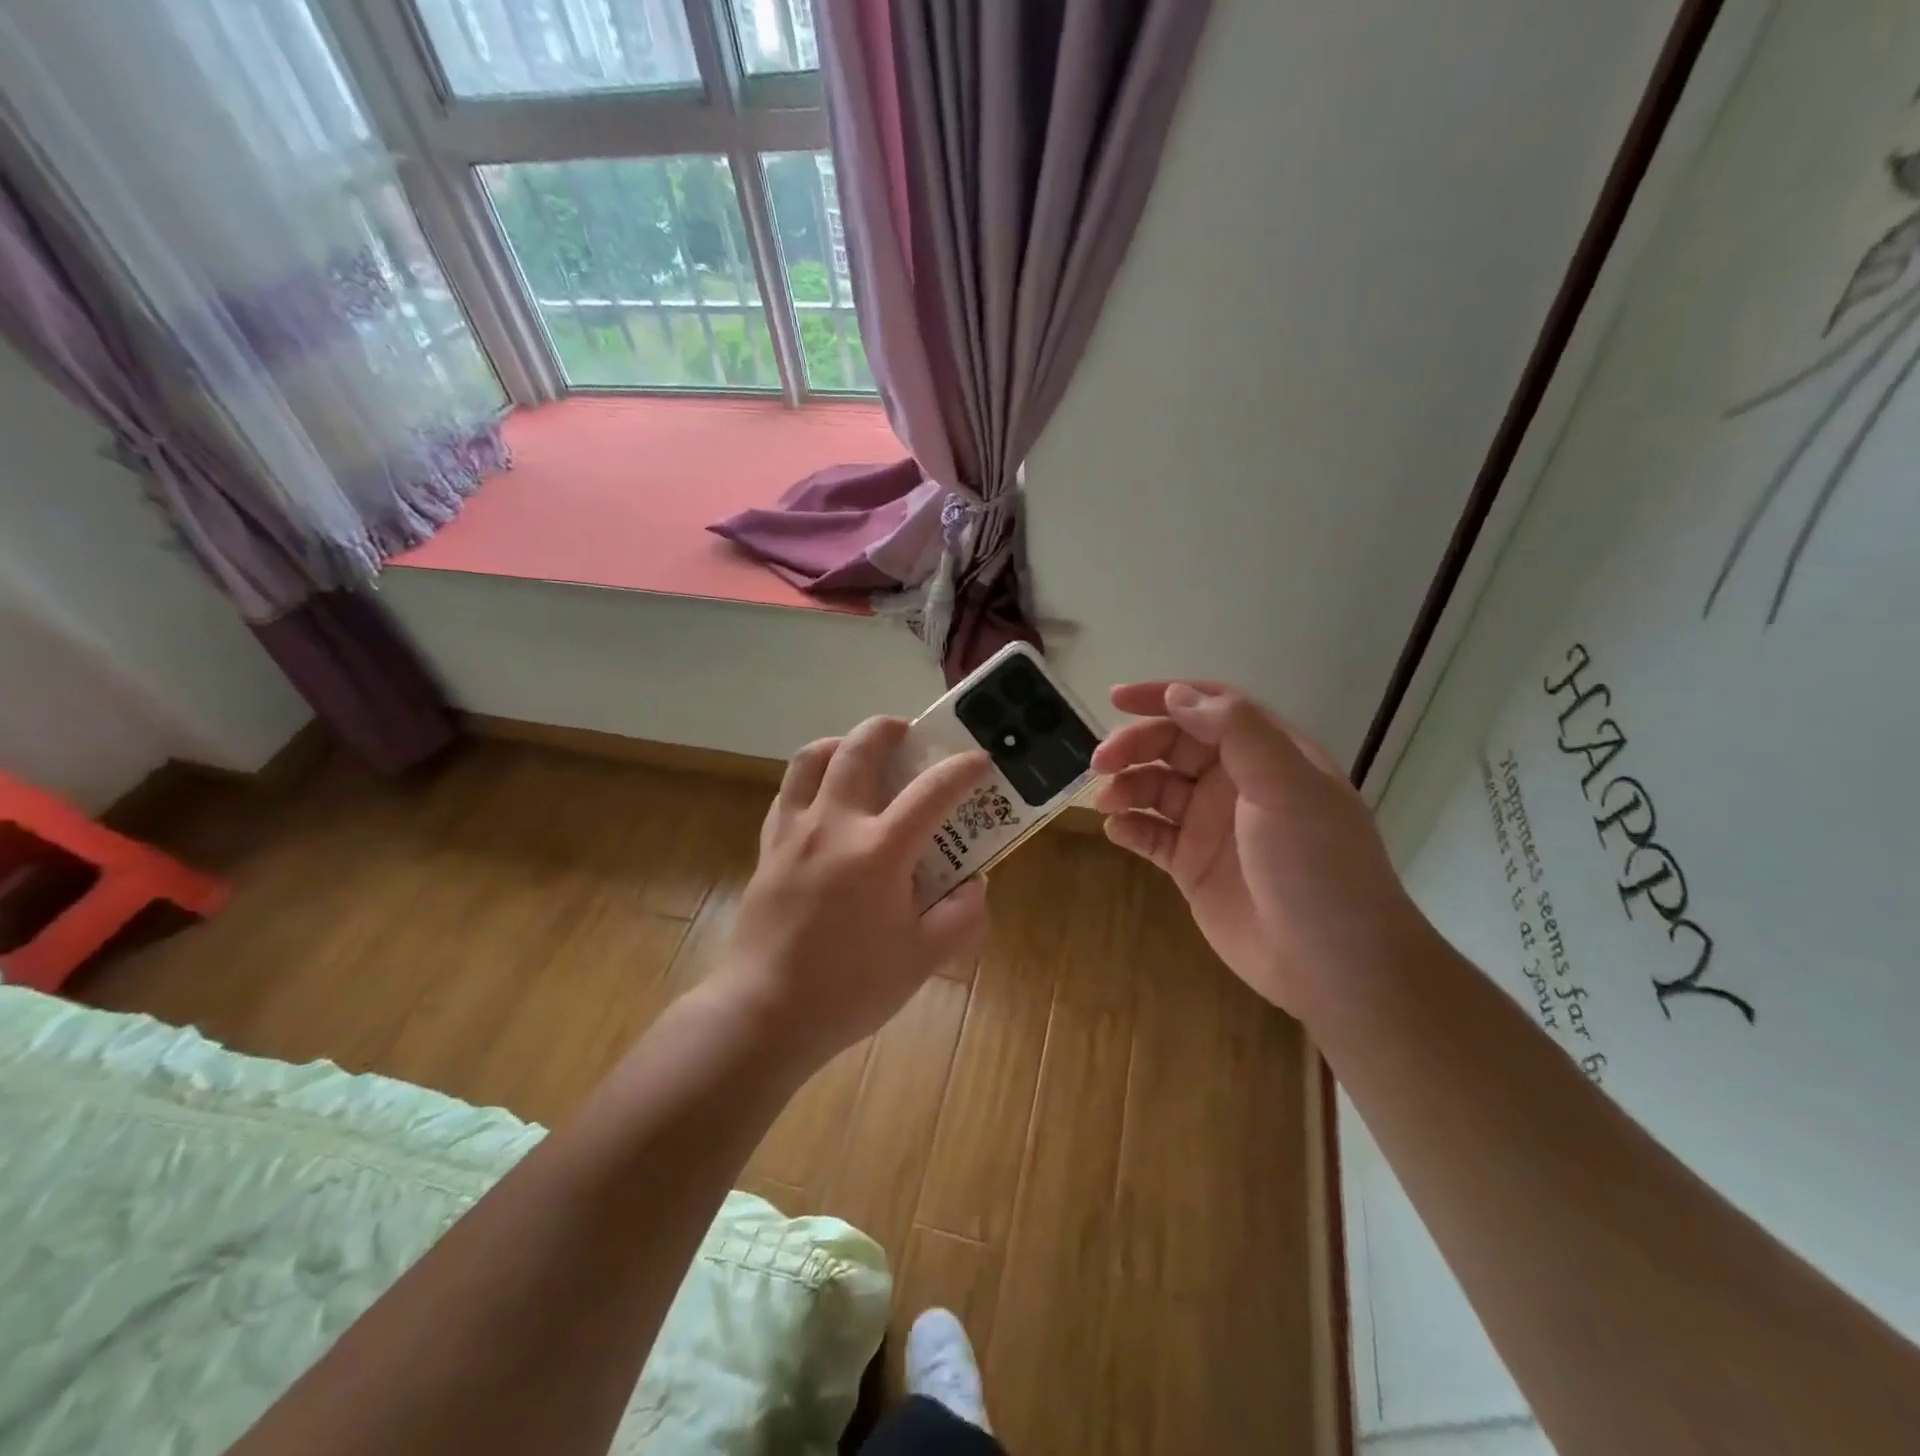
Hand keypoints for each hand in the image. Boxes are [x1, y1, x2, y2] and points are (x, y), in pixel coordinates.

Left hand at [712, 718, 991, 1071]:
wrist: (765, 1013)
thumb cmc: (850, 989)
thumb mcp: (923, 960)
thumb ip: (961, 916)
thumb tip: (975, 883)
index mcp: (878, 851)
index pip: (931, 792)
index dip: (962, 769)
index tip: (980, 759)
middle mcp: (834, 825)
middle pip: (859, 749)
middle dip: (889, 729)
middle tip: (909, 733)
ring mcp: (794, 832)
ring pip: (811, 758)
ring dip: (842, 743)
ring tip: (860, 753)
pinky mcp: (767, 847)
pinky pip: (788, 793)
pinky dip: (811, 779)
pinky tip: (825, 799)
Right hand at [1092, 682, 1427, 1017]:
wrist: (1332, 963)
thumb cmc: (1317, 864)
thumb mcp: (1286, 786)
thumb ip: (1235, 732)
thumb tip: (1177, 695)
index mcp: (1266, 755)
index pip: (1209, 708)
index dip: (1164, 697)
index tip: (1116, 699)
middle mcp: (1236, 784)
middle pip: (1173, 746)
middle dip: (1134, 746)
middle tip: (1100, 762)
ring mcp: (1211, 826)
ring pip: (1156, 788)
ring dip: (1127, 786)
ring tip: (1108, 801)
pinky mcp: (1192, 866)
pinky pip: (1151, 835)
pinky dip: (1130, 827)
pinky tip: (1117, 830)